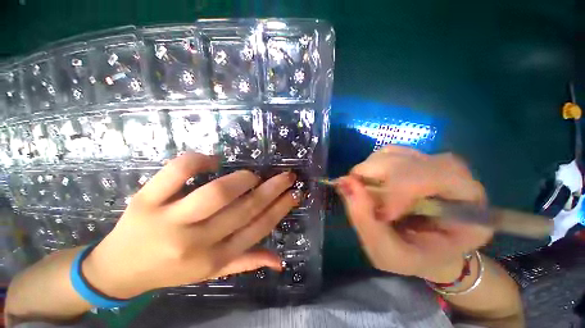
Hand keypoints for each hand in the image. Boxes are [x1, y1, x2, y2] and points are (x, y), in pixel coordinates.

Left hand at [82, 152, 299, 298]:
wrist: (117, 270)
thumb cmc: (170, 270)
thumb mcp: (211, 273)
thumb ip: (246, 262)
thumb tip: (279, 261)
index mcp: (214, 259)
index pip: (259, 228)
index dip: (281, 208)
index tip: (295, 193)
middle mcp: (196, 242)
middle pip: (245, 208)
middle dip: (273, 188)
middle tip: (287, 175)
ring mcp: (169, 220)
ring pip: (217, 192)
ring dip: (242, 179)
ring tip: (252, 175)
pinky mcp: (146, 200)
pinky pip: (178, 172)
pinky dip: (199, 160)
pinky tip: (212, 160)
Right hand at [336, 146, 492, 282]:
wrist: (429, 249)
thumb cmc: (416, 257)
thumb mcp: (389, 254)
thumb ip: (366, 221)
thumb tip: (345, 183)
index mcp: (469, 207)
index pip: (440, 176)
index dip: (401, 188)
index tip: (382, 214)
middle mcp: (455, 177)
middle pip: (410, 159)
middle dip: (376, 176)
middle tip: (358, 194)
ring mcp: (432, 164)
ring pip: (394, 153)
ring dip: (370, 171)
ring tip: (364, 191)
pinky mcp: (414, 160)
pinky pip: (386, 153)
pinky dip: (370, 166)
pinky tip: (370, 183)